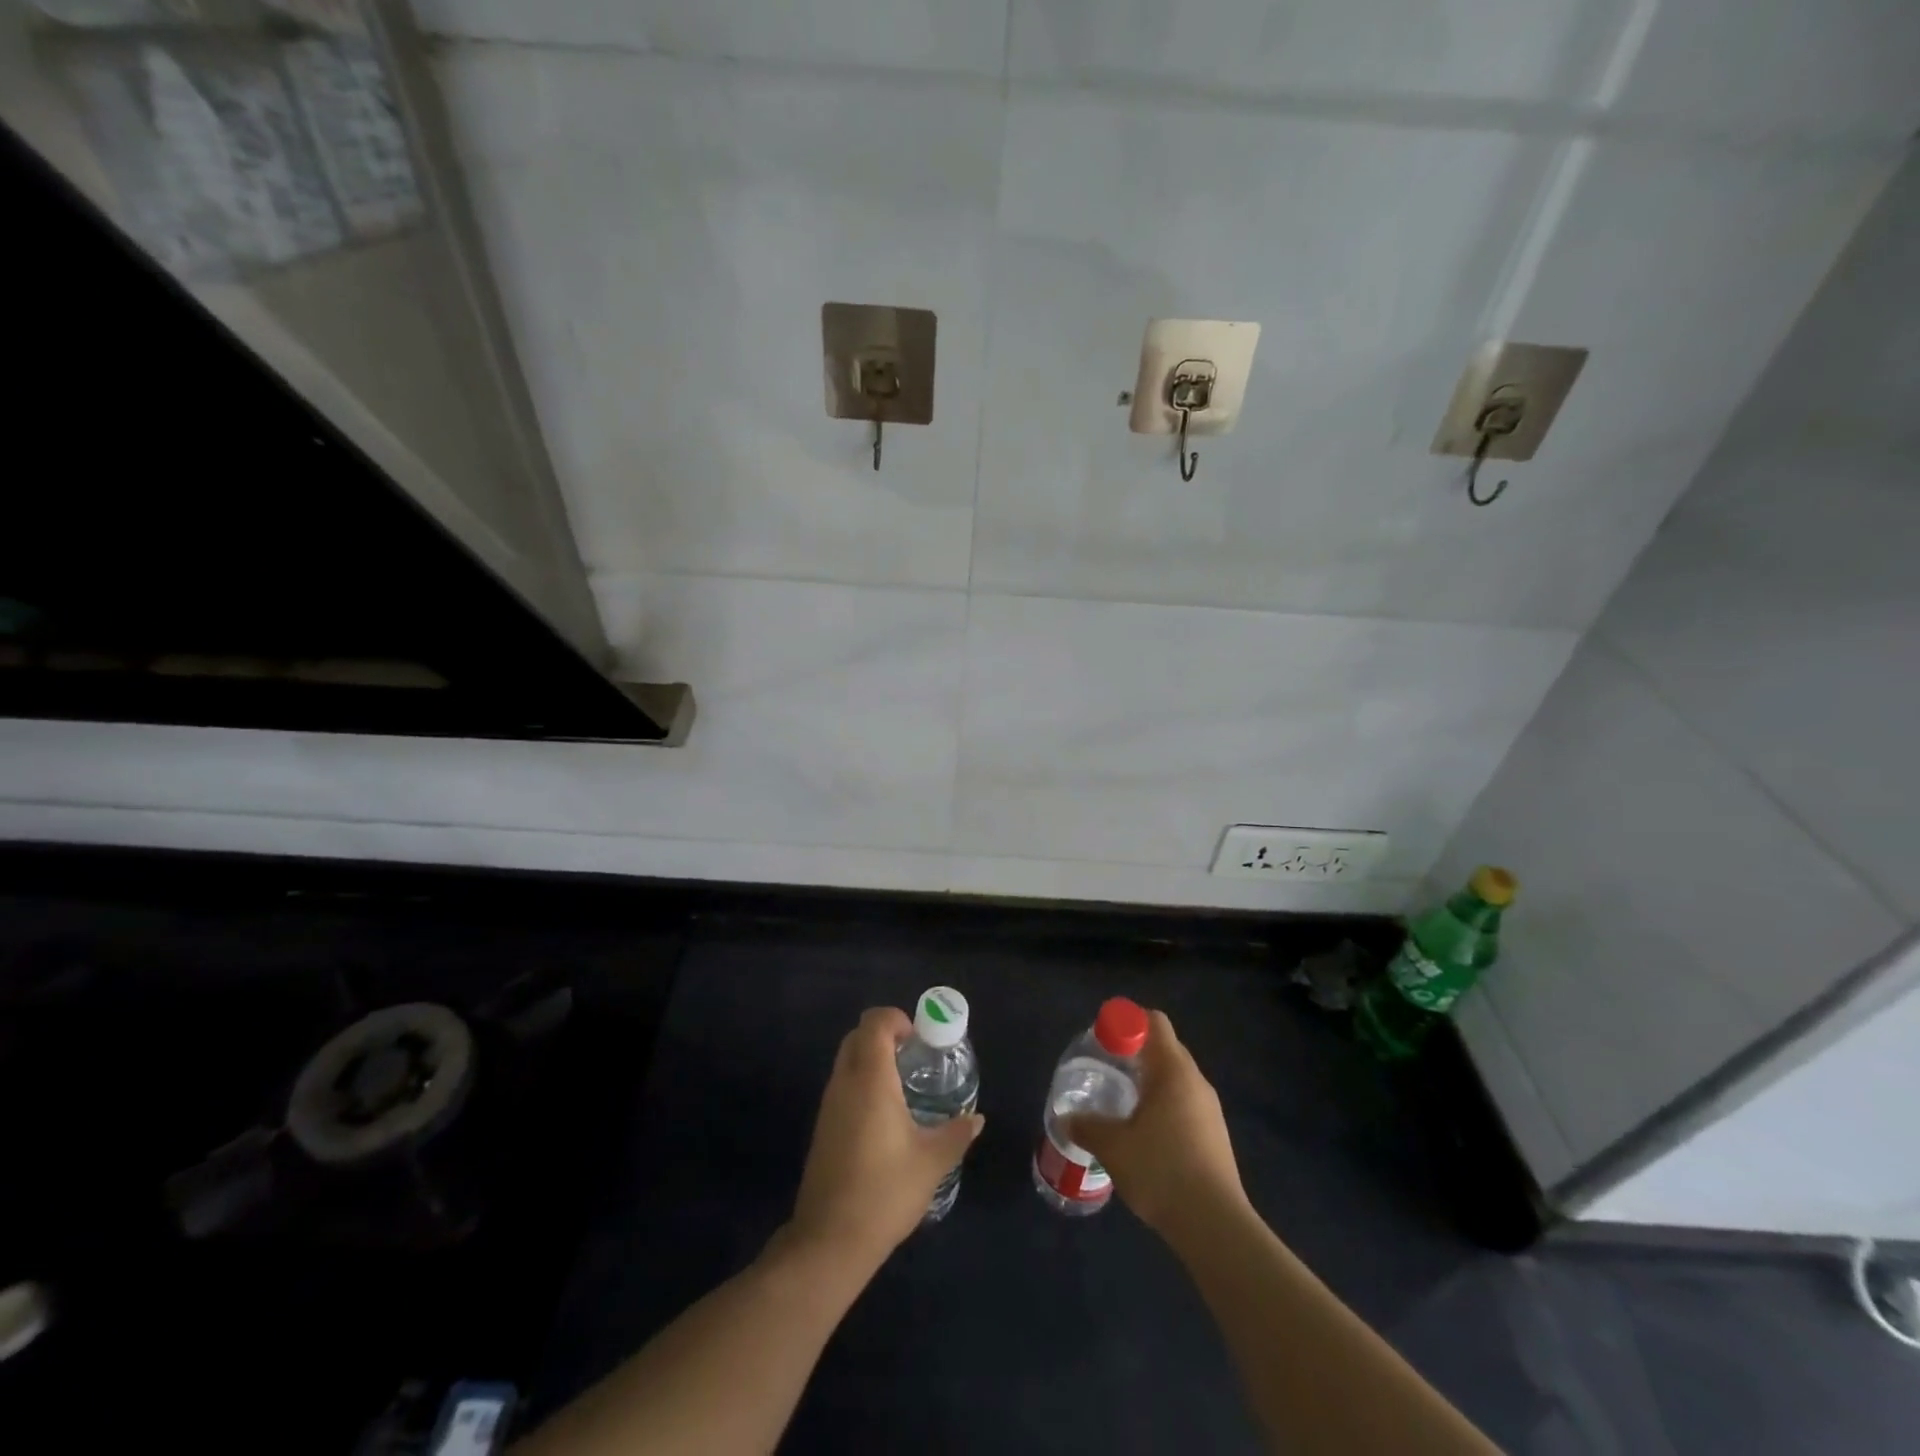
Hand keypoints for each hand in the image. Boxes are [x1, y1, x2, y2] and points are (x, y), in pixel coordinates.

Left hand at [786, 1007, 983, 1269]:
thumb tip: (976, 1118)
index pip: (874, 1022)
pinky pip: (842, 1085)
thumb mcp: (932, 1161)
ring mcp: (829, 1105)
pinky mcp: (823, 1126)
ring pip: (847, 1060)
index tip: (919, 1039)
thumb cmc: (885, 1191)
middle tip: (914, 1056)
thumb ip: (956, 1133)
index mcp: (870, 1079)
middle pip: (857, 1036)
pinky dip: (862, 1082)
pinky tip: (885, 1115)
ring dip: (872, 1059)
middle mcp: (845, 1082)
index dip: (896, 1019)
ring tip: (904, 1086)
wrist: (830, 1240)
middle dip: (884, 1035)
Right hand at [1062, 1009, 1246, 1237]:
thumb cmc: (1162, 1171)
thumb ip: (1087, 1127)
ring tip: (1121, 1102)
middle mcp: (1196, 1082)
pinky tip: (1144, 1133)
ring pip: (1176, 1079)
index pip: (1154, 1022)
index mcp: (1174, 1071)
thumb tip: (1065, 1119)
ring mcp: (1210, 1110)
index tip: (1103, 1039)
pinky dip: (1163, 1105)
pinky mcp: (1215, 1137)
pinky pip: (1185, 1104)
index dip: (1127, 1022)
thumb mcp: (1113, 1147)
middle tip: (1106, 1067)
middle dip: (1136, 1051)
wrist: (1215, 1226)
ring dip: (1150, 1081)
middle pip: (1165, 1048)